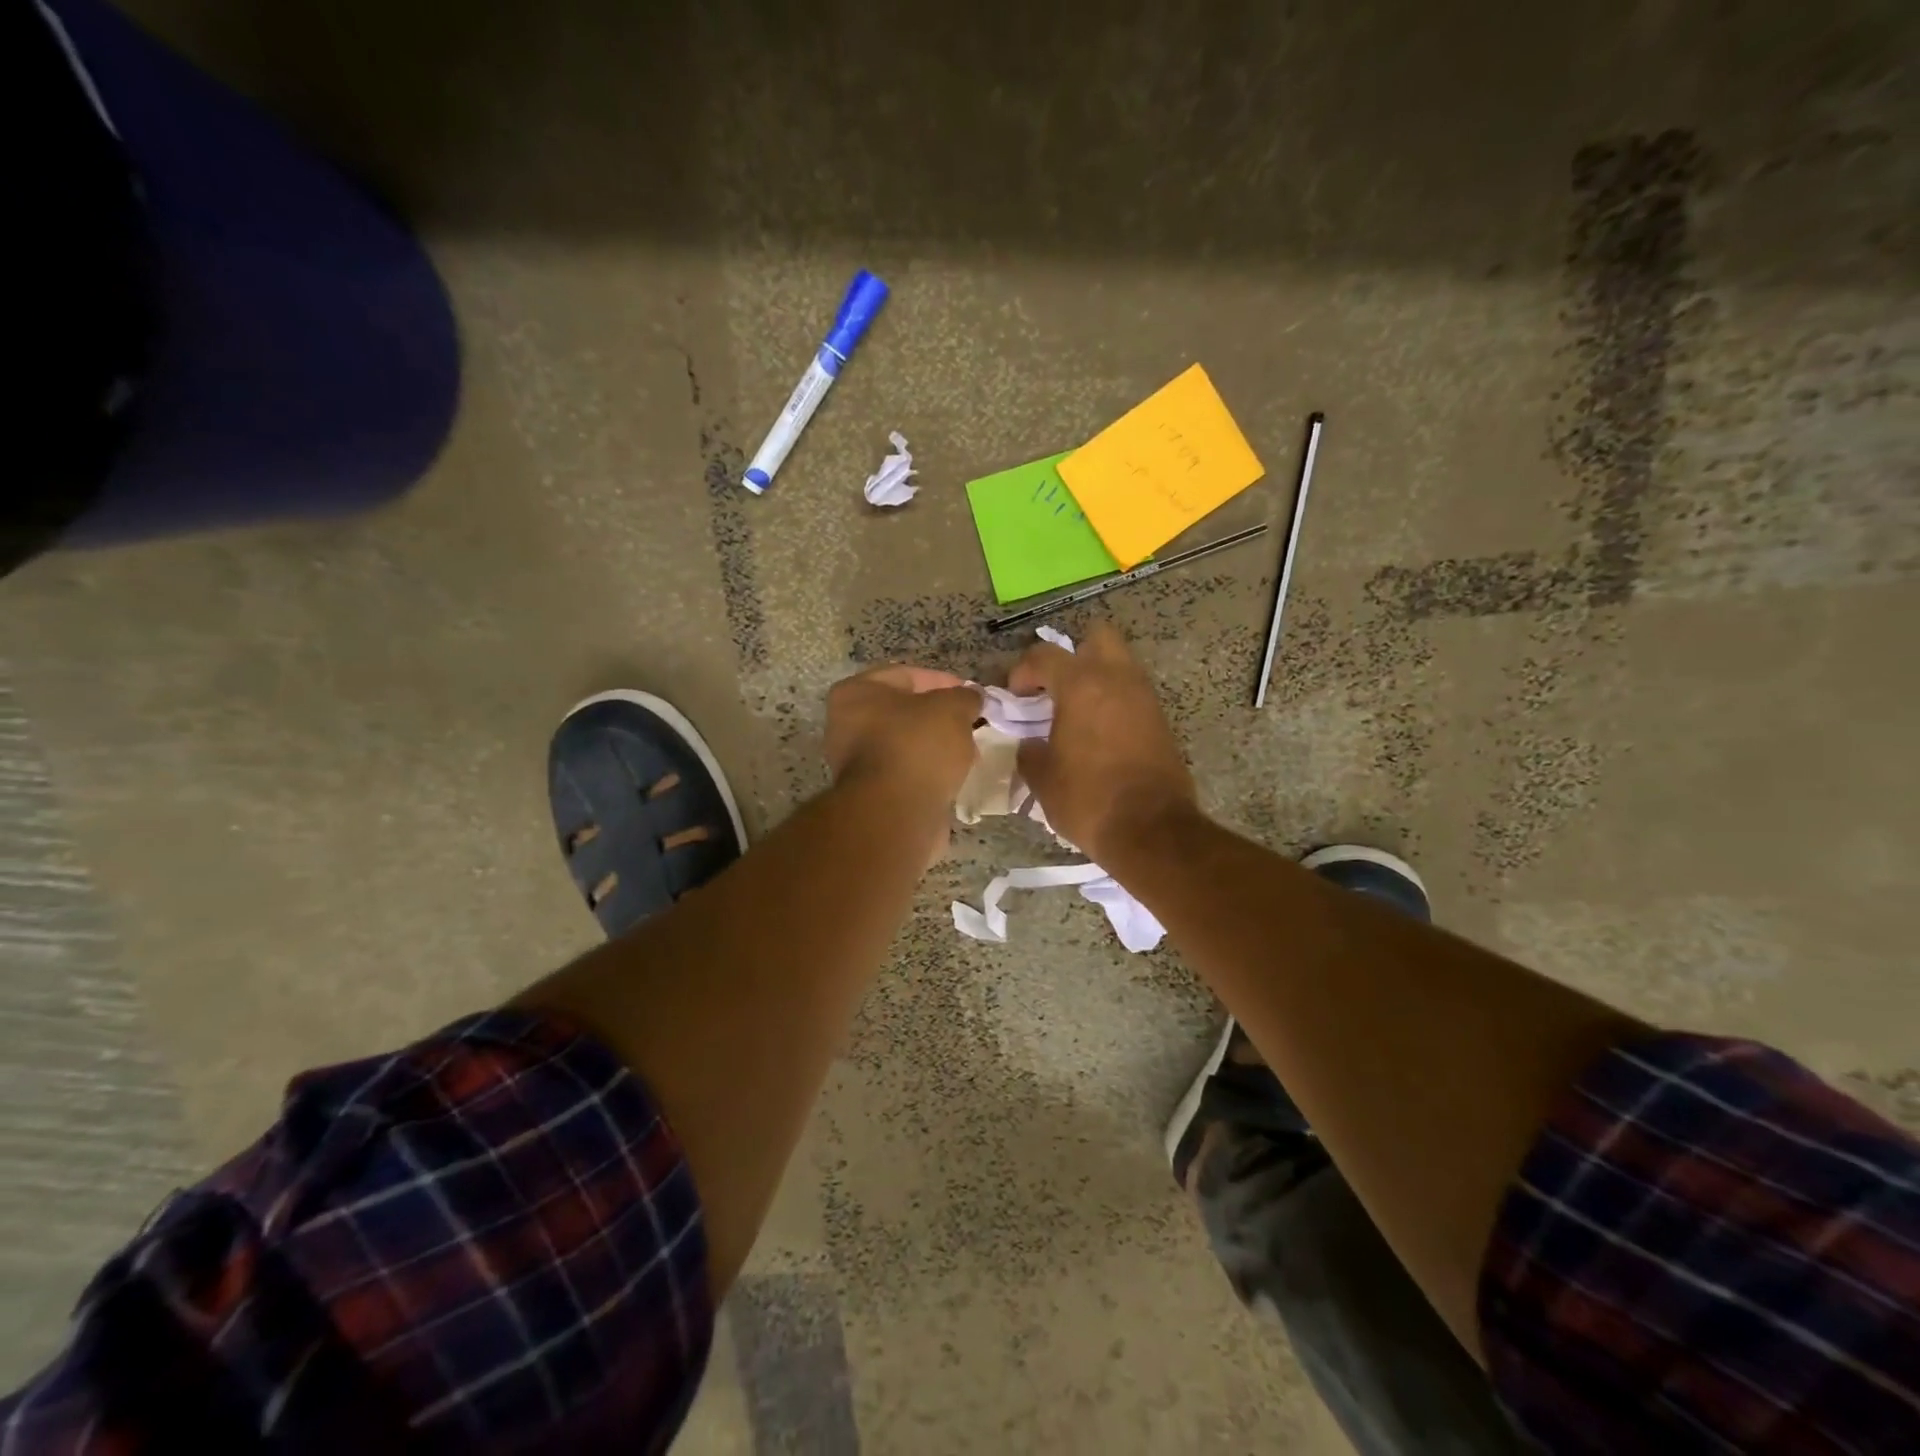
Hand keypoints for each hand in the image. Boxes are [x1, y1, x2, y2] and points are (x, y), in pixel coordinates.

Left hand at [824, 665, 982, 808]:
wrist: (896, 814)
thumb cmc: (917, 746)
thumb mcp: (952, 708)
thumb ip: (965, 697)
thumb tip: (971, 699)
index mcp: (855, 693)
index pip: (906, 675)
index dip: (943, 681)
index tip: (971, 695)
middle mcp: (845, 725)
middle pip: (904, 712)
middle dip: (940, 717)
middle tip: (971, 723)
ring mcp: (855, 763)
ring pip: (905, 744)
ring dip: (936, 746)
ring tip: (968, 752)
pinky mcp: (871, 794)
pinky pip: (905, 772)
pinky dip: (928, 772)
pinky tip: (954, 776)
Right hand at [1009, 623, 1195, 861]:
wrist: (1151, 829)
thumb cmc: (1088, 799)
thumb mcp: (1042, 779)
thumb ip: (1029, 751)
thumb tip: (1029, 744)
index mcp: (1081, 684)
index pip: (1045, 655)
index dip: (1023, 670)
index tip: (1016, 696)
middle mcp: (1117, 679)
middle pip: (1097, 637)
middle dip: (1073, 655)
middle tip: (1056, 688)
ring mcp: (1145, 697)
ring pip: (1119, 665)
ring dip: (1096, 679)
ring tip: (1076, 713)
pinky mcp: (1161, 720)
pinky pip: (1133, 694)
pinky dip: (1114, 702)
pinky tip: (1099, 734)